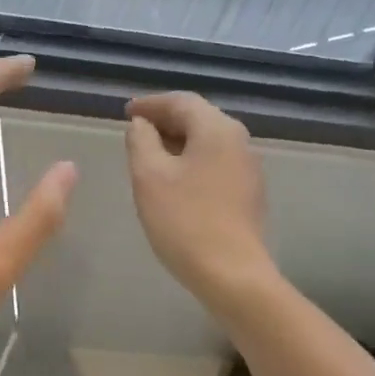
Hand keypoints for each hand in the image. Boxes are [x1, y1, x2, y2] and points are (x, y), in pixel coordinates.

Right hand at [125, 92, 275, 316]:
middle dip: (165, 121)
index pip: (180, 101)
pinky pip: (215, 162)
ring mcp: (248, 167)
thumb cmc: (184, 220)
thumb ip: (140, 141)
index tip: (126, 112)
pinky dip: (191, 160)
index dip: (150, 104)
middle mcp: (239, 140)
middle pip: (198, 118)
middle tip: (135, 131)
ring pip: (207, 141)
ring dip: (178, 142)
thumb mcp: (149, 176)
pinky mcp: (248, 192)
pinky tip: (173, 180)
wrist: (231, 273)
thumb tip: (141, 125)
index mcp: (216, 129)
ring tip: (149, 155)